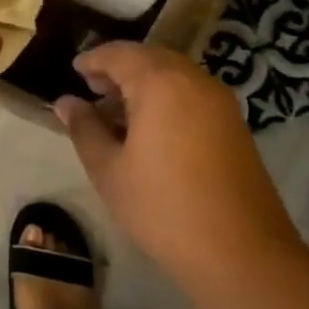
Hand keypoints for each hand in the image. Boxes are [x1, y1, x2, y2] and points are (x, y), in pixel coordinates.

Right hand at [55, 43, 301, 282]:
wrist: (243, 254)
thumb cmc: (164, 209)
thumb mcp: (110, 171)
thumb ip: (85, 129)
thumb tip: (66, 103)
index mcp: (160, 82)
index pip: (119, 54)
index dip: (93, 60)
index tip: (74, 70)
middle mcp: (193, 79)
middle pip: (149, 58)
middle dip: (119, 68)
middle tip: (92, 89)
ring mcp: (219, 100)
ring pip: (173, 74)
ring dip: (143, 82)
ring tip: (117, 112)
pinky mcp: (234, 123)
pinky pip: (191, 92)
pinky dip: (166, 96)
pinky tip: (151, 129)